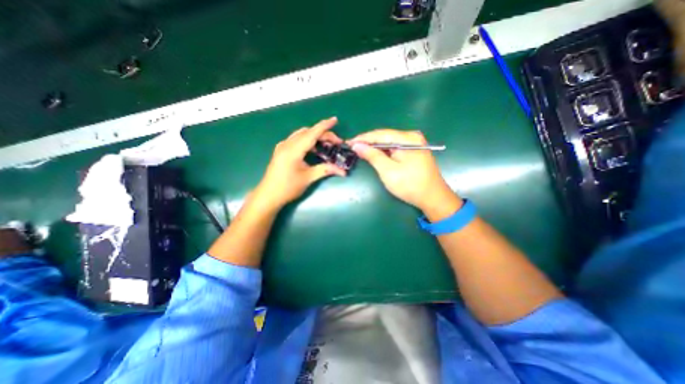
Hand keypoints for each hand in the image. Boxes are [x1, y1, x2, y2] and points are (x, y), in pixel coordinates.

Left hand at [252, 117, 347, 209]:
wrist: (268, 195)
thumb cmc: (288, 188)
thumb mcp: (308, 178)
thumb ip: (325, 170)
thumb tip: (342, 171)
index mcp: (293, 150)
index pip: (312, 133)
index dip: (324, 126)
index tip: (335, 120)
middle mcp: (286, 144)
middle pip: (307, 132)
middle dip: (322, 134)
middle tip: (336, 142)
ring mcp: (282, 147)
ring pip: (301, 135)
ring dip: (315, 136)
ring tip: (327, 145)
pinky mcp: (281, 151)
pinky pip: (296, 140)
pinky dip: (307, 141)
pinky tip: (314, 149)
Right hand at [353, 129, 458, 218]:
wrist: (433, 197)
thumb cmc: (410, 185)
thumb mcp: (388, 171)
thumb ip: (372, 156)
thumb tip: (357, 145)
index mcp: (407, 139)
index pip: (380, 134)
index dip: (363, 138)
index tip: (349, 142)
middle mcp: (412, 137)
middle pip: (385, 136)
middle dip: (368, 142)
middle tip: (352, 147)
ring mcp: (414, 143)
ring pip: (389, 142)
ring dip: (375, 146)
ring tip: (360, 150)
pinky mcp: (414, 151)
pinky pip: (395, 147)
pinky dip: (384, 151)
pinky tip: (375, 154)